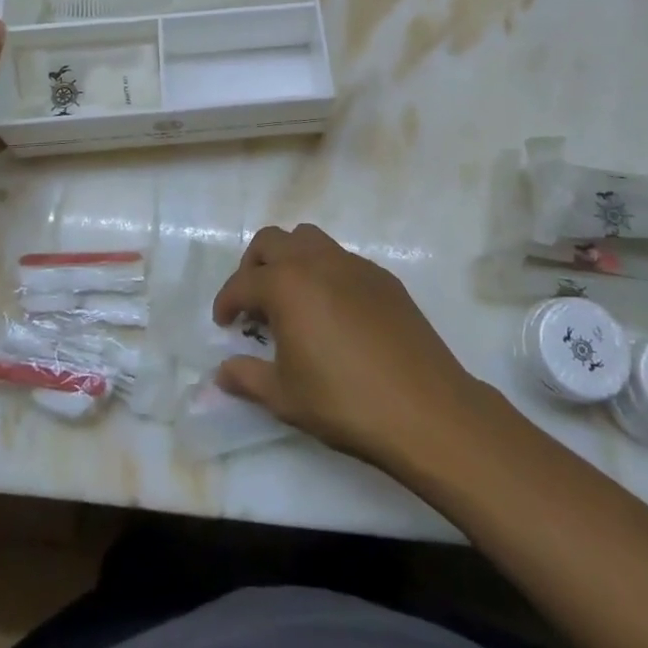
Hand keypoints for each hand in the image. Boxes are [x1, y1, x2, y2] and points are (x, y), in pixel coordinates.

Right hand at [211, 224, 487, 475]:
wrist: (425, 408)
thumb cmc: (345, 402)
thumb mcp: (285, 397)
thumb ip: (247, 378)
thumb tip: (222, 372)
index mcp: (286, 284)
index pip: (242, 283)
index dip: (226, 302)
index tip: (223, 324)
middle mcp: (316, 260)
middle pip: (272, 241)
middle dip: (253, 266)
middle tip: (253, 303)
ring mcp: (353, 264)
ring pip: (308, 239)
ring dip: (290, 259)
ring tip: (291, 298)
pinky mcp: (382, 276)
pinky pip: (341, 259)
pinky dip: (324, 273)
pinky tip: (332, 312)